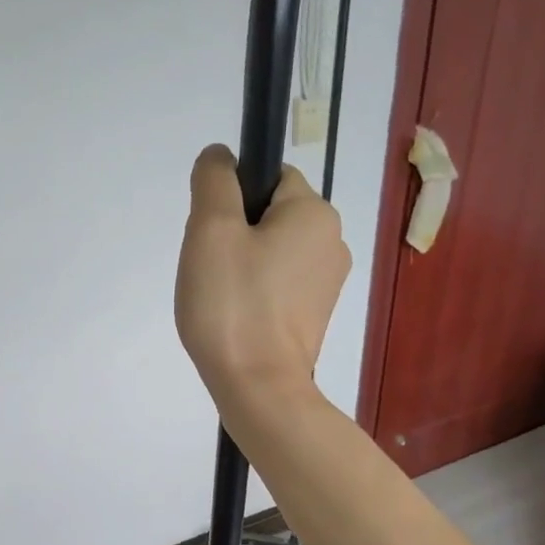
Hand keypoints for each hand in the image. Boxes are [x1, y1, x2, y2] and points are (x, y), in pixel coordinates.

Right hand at [174, 144, 350, 411]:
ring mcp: (328, 283)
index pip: (269, 177)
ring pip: (271, 252)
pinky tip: (238, 318)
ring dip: (242, 266)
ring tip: (222, 300)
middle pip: (269, 216)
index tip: (213, 236)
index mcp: (315, 213)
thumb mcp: (211, 229)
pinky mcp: (316, 315)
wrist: (259, 388)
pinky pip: (279, 285)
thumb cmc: (234, 305)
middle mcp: (333, 241)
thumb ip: (214, 179)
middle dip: (235, 235)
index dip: (232, 199)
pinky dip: (255, 293)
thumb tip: (220, 157)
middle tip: (212, 272)